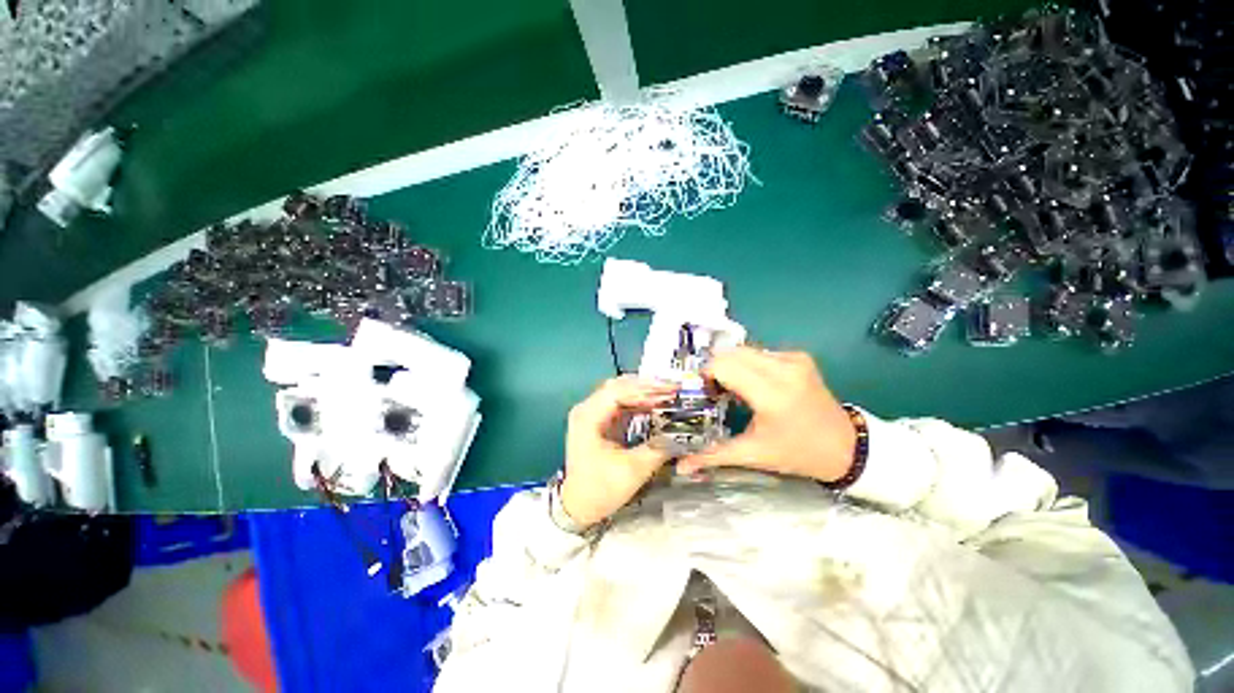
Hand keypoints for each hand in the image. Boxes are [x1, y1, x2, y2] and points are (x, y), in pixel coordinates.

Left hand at [560, 376, 677, 527]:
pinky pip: (620, 404)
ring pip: (620, 393)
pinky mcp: (599, 421)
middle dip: (646, 387)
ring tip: (667, 395)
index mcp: (588, 416)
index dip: (645, 388)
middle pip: (619, 387)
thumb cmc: (601, 488)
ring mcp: (592, 413)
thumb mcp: (633, 470)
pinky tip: (654, 406)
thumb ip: (658, 448)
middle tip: (672, 389)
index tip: (670, 389)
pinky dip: (638, 403)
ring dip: (643, 393)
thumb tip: (682, 434)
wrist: (579, 506)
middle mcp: (587, 408)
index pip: (618, 391)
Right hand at [677, 347, 855, 482]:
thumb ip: (714, 455)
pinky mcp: (798, 356)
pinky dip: (747, 364)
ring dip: (730, 365)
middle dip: (715, 368)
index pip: (724, 366)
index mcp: (771, 394)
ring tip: (732, 388)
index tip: (704, 393)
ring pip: (743, 349)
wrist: (846, 446)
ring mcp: (793, 359)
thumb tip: (680, 465)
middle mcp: (783, 368)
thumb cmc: (797, 453)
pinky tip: (753, 383)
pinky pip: (759, 352)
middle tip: (714, 391)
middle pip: (730, 353)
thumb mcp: (754, 454)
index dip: (706, 375)